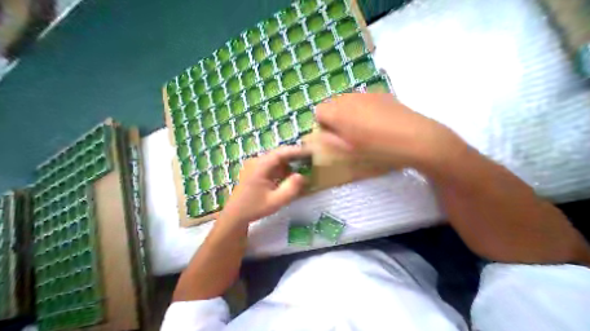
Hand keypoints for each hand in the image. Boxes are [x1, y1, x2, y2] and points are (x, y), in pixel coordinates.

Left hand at [219, 146, 305, 225]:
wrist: (235, 215)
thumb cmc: (254, 208)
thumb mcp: (275, 201)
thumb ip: (291, 188)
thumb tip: (302, 176)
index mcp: (260, 166)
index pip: (281, 153)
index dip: (296, 151)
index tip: (309, 151)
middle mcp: (257, 161)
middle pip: (279, 154)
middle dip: (294, 156)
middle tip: (309, 158)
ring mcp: (255, 165)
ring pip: (276, 159)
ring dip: (288, 163)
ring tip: (302, 166)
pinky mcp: (256, 170)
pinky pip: (272, 165)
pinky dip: (282, 168)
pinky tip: (289, 175)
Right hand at [315, 93, 463, 169]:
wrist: (416, 138)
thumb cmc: (377, 148)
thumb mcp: (348, 150)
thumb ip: (329, 140)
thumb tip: (320, 134)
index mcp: (339, 113)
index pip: (318, 111)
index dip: (322, 123)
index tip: (331, 133)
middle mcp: (349, 99)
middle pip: (331, 104)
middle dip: (332, 117)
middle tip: (345, 132)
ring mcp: (365, 94)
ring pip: (345, 100)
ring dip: (346, 112)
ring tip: (360, 126)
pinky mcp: (380, 94)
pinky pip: (361, 99)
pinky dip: (359, 108)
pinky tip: (374, 120)